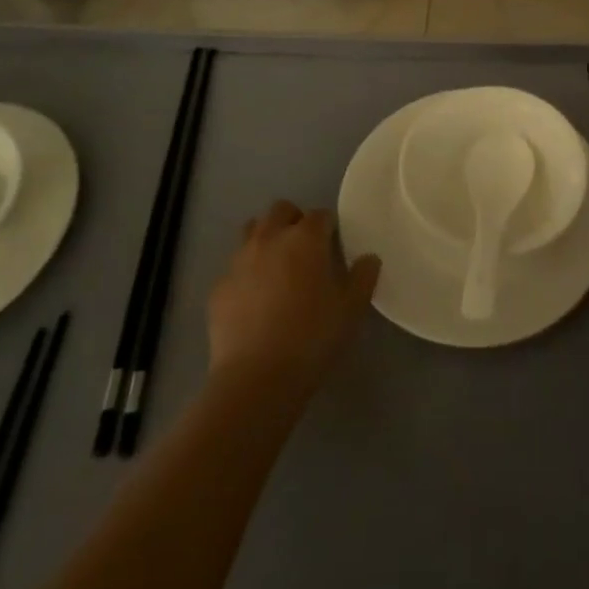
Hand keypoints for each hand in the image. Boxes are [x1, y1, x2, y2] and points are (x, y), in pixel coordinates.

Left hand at [207, 201, 379, 404]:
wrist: (255, 378)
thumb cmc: (312, 338)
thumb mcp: (351, 310)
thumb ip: (364, 277)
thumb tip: (369, 258)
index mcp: (305, 239)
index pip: (320, 215)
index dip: (329, 227)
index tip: (334, 246)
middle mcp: (270, 239)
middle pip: (281, 210)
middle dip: (294, 220)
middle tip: (305, 249)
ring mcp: (239, 260)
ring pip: (252, 230)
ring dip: (266, 238)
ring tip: (277, 267)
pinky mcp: (219, 287)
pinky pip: (235, 267)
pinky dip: (246, 273)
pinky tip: (254, 300)